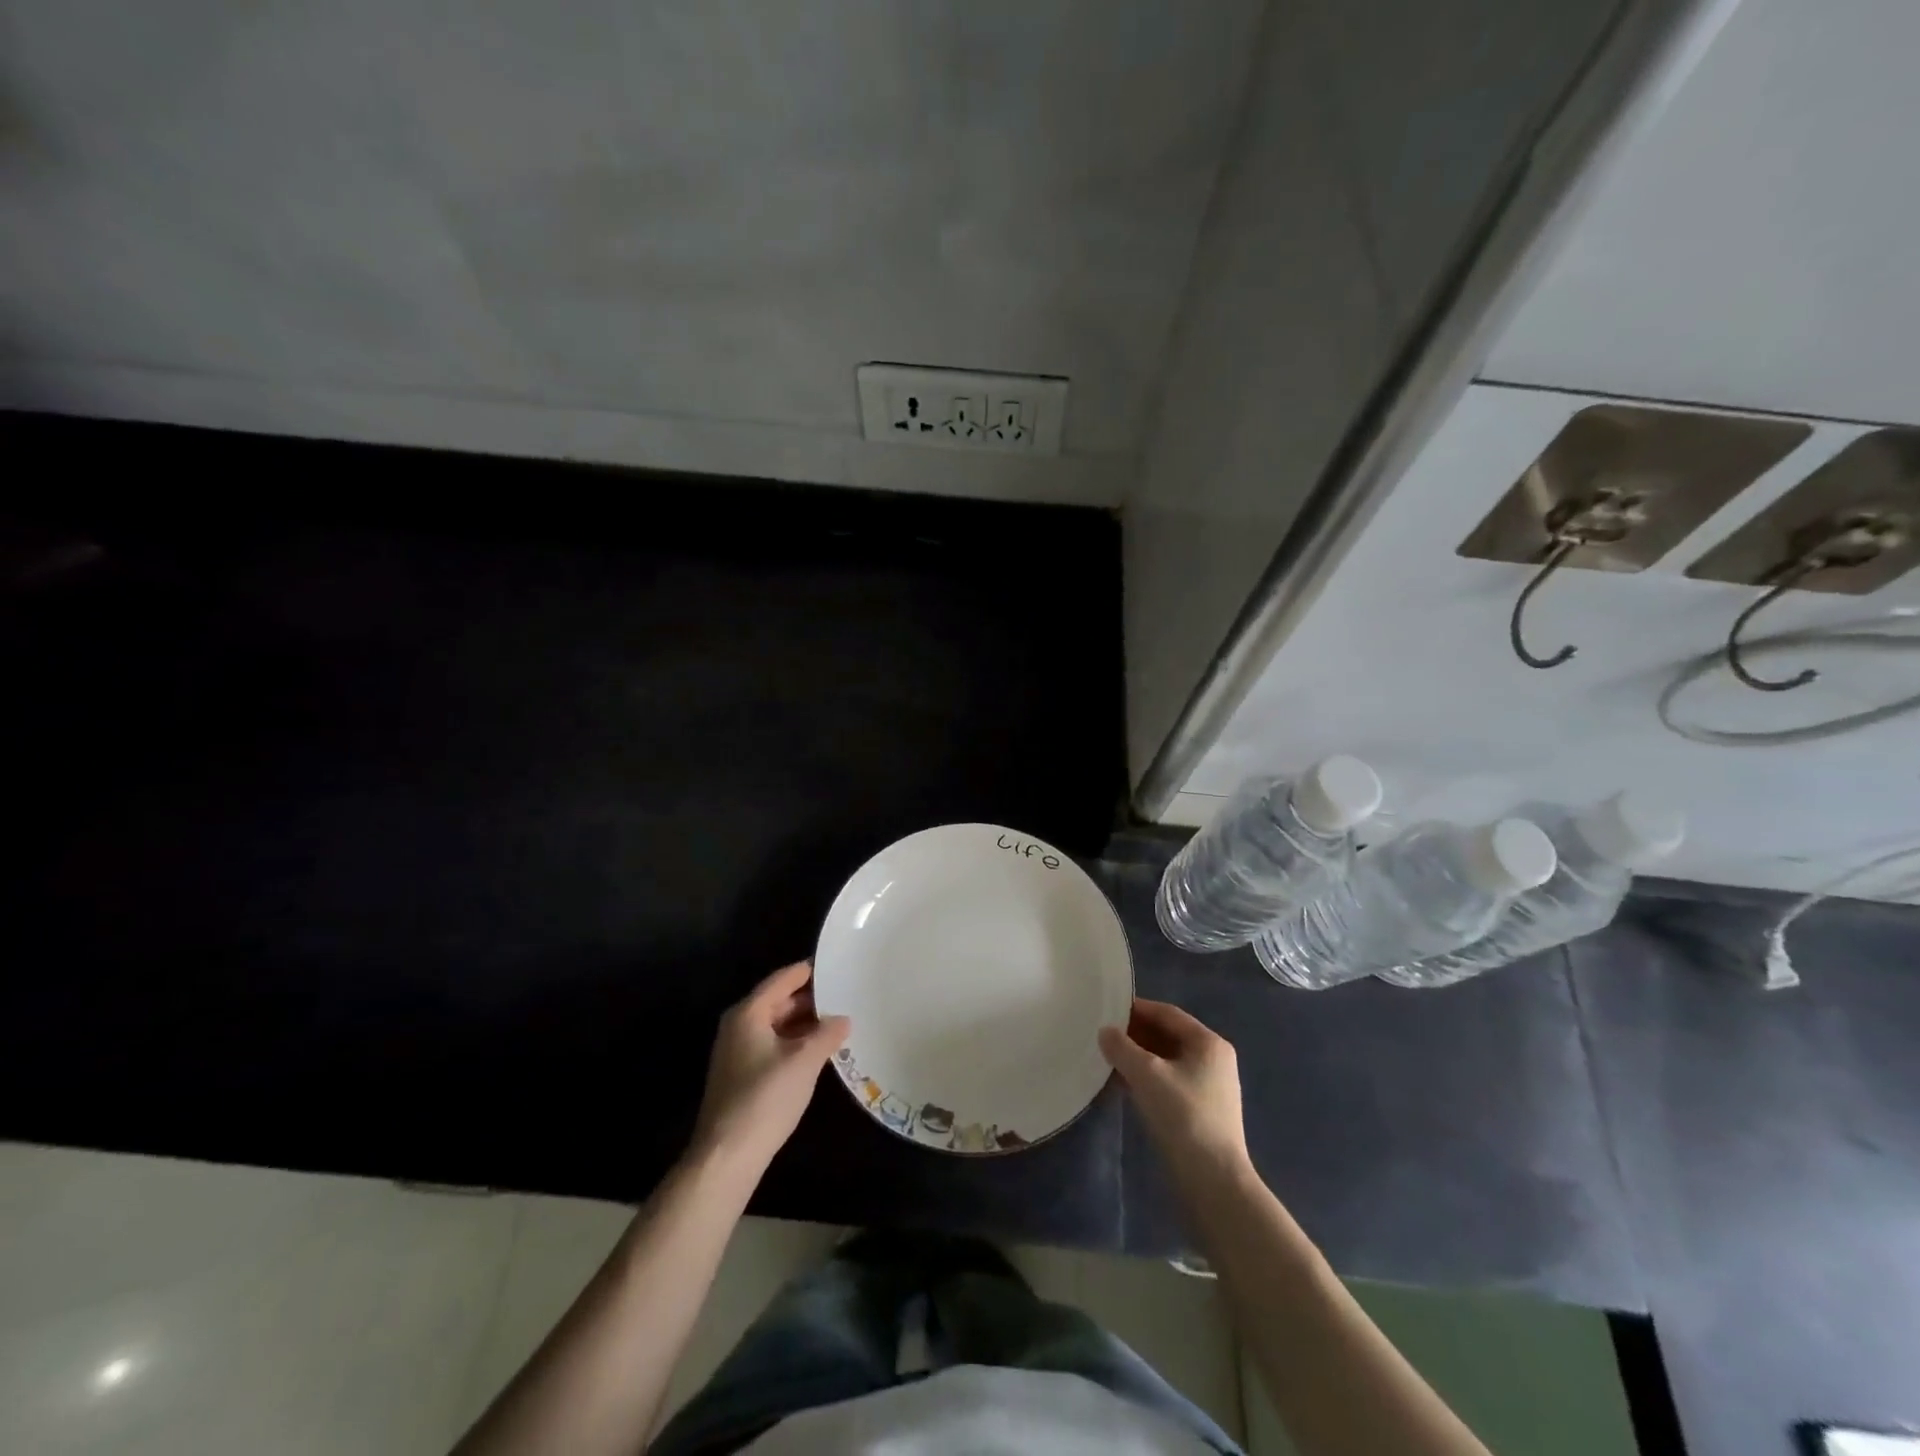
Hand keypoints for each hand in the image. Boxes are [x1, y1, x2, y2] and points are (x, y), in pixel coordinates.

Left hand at [692, 961, 850, 1176]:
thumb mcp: (804, 1061)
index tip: (838, 965)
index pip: (784, 978)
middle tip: (846, 995)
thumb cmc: (765, 1098)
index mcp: (749, 1013)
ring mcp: (738, 1051)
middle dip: (812, 999)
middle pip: (779, 1000)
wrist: (727, 1156)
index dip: (811, 971)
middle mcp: (739, 1025)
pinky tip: (819, 1051)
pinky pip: (773, 1045)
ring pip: (777, 1025)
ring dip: (805, 1024)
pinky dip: (795, 1043)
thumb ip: (827, 1034)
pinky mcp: (742, 1075)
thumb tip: (844, 1019)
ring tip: (839, 1022)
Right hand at [1099, 998, 1250, 1180]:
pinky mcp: (1200, 1111)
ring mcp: (1208, 1087)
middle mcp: (1213, 1060)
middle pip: (1167, 1036)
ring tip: (1107, 1059)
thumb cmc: (1183, 1116)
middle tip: (1103, 1036)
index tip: (1106, 1010)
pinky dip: (1146, 1079)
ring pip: (1166, 1061)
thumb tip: (1105, 1032)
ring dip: (1138, 1058)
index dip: (1136, 1009)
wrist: (1214, 1182)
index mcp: (1208, 1043)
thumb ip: (1122, 1047)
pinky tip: (1123, 1086)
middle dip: (1135, 1035)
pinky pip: (1168, 1082)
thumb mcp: (1147, 1075)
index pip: (1167, 1013)